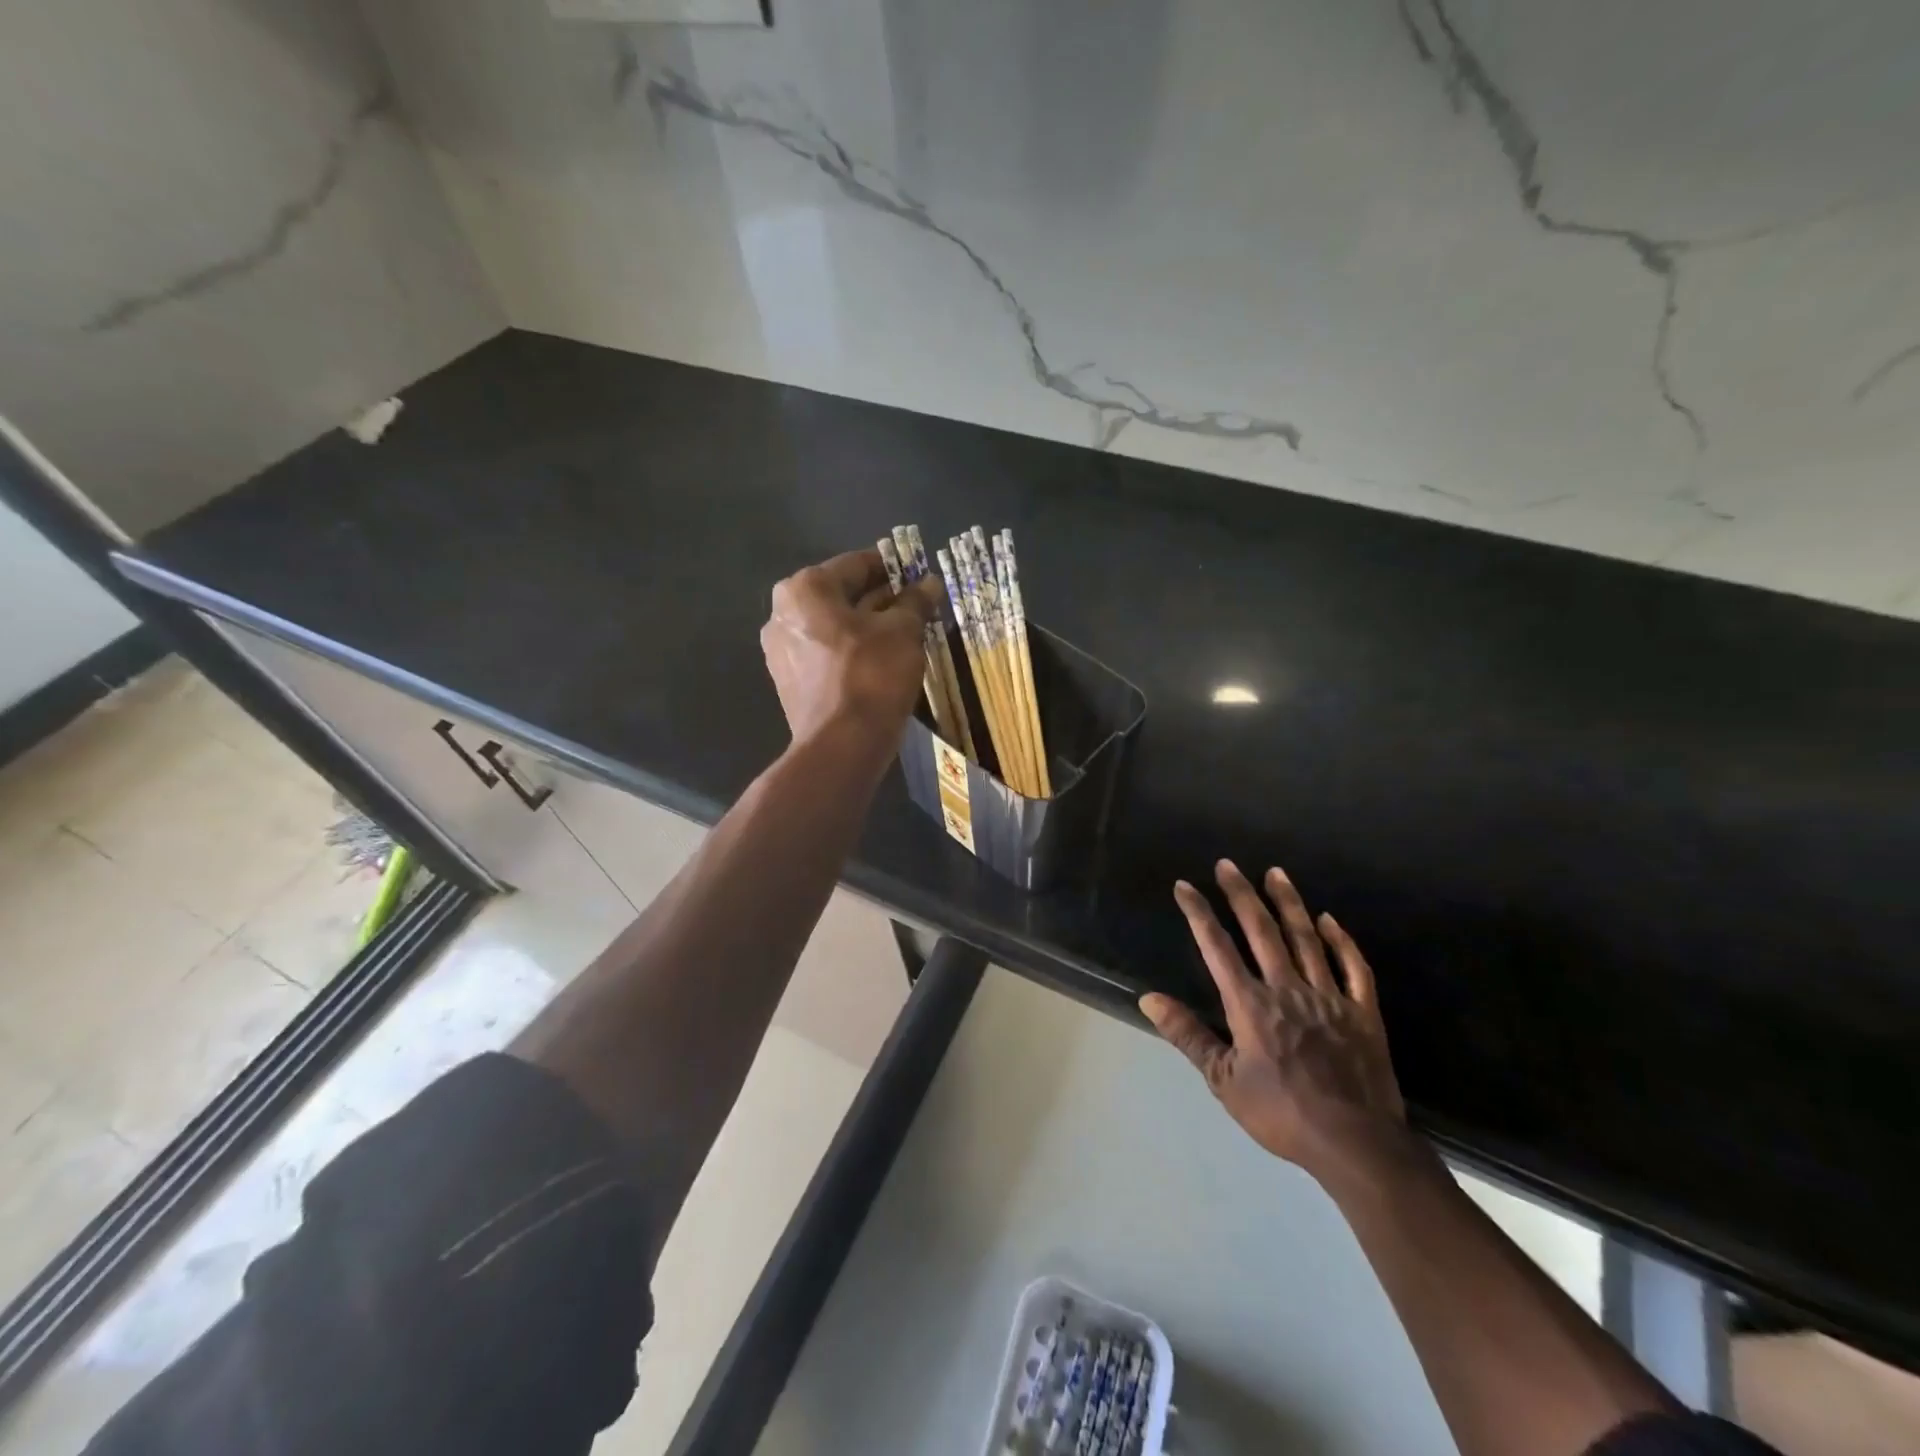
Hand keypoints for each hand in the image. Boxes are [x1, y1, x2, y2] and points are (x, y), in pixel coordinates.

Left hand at [761, 548, 938, 753]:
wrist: (841, 746)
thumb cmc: (872, 675)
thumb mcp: (903, 632)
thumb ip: (915, 602)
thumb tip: (930, 583)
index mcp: (805, 589)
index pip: (857, 564)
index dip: (893, 567)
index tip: (920, 574)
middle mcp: (782, 614)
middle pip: (842, 596)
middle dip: (881, 599)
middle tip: (917, 606)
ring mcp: (781, 651)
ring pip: (834, 627)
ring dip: (868, 627)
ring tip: (905, 635)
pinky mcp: (789, 683)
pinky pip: (827, 655)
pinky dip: (852, 652)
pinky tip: (882, 662)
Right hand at [1140, 860, 1406, 1183]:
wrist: (1355, 1143)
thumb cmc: (1281, 1113)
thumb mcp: (1223, 1081)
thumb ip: (1187, 1035)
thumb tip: (1149, 998)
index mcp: (1250, 1004)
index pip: (1217, 947)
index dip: (1199, 913)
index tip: (1185, 886)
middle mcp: (1287, 988)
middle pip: (1261, 930)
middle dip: (1241, 894)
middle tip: (1228, 864)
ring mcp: (1328, 996)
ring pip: (1306, 938)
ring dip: (1288, 903)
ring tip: (1275, 873)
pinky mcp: (1362, 1011)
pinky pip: (1352, 967)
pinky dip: (1341, 941)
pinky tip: (1329, 920)